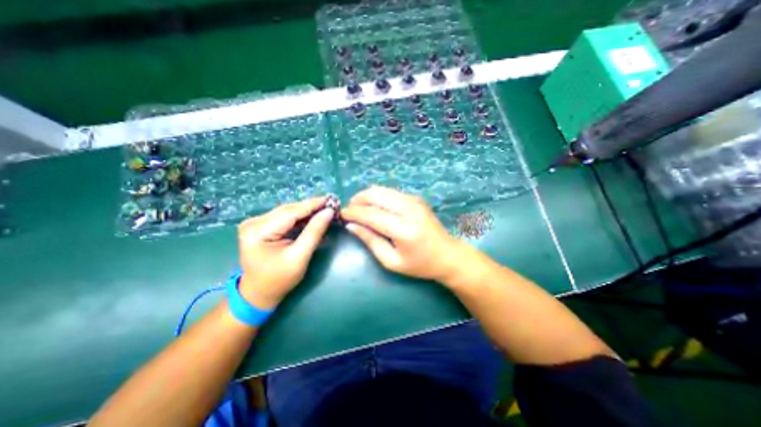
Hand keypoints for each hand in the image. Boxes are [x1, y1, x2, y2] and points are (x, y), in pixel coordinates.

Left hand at [236, 197, 333, 310]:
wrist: (259, 294)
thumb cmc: (279, 280)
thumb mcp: (299, 257)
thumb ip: (314, 233)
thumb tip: (329, 212)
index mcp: (258, 231)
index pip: (290, 212)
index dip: (313, 205)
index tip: (331, 200)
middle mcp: (254, 222)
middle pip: (289, 210)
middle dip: (311, 207)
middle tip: (331, 205)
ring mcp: (256, 223)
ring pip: (288, 212)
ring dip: (307, 212)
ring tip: (325, 210)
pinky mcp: (262, 227)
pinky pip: (285, 218)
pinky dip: (301, 218)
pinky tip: (314, 217)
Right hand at [341, 188, 470, 282]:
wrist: (447, 255)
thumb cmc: (419, 264)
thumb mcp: (391, 261)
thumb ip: (371, 241)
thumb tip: (351, 225)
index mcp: (404, 229)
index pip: (371, 214)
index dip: (353, 212)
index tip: (341, 214)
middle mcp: (409, 210)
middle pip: (375, 195)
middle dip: (357, 200)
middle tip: (349, 210)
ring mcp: (414, 201)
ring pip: (382, 190)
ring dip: (366, 196)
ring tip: (358, 207)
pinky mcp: (416, 198)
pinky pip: (391, 192)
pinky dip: (378, 196)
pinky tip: (374, 206)